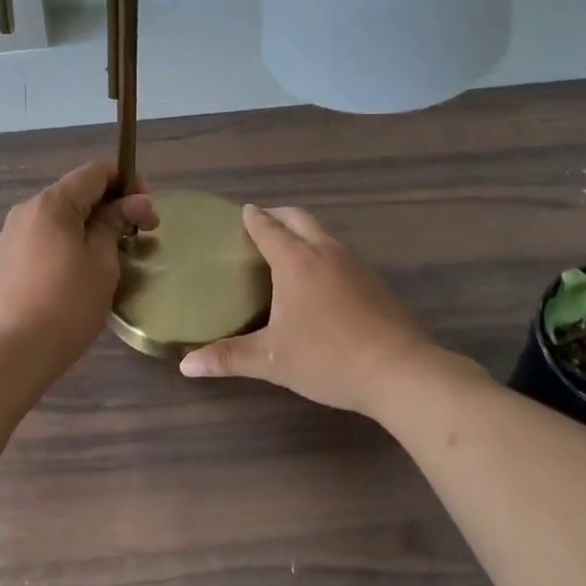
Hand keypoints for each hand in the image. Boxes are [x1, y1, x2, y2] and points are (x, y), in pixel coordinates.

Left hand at [0, 163, 157, 376]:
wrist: (17, 350)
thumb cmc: (69, 304)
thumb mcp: (102, 262)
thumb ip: (116, 223)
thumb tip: (135, 202)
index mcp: (52, 203)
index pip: (95, 172)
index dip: (126, 182)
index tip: (145, 211)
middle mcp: (27, 209)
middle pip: (76, 193)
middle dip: (111, 207)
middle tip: (139, 236)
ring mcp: (12, 234)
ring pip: (60, 217)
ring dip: (90, 226)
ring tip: (112, 256)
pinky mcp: (6, 258)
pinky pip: (44, 237)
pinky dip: (68, 242)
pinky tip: (80, 270)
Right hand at [180, 205, 447, 415]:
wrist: (400, 372)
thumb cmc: (327, 359)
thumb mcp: (271, 360)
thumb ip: (228, 358)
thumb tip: (185, 365)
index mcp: (296, 262)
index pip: (268, 228)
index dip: (252, 218)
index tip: (241, 213)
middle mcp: (325, 252)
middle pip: (299, 218)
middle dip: (277, 215)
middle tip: (259, 225)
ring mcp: (355, 264)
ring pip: (323, 233)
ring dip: (302, 232)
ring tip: (285, 250)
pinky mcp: (375, 281)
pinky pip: (340, 253)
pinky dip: (321, 252)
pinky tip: (318, 280)